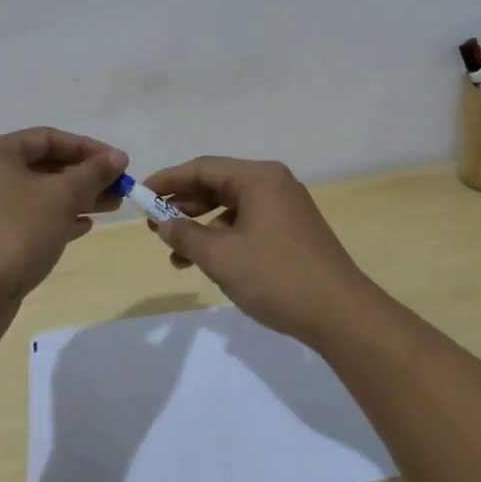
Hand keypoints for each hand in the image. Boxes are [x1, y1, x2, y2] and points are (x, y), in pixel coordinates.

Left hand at [0, 127, 126, 306]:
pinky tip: (83, 226)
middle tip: (118, 188)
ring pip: (39, 193)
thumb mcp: (62, 196)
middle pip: (44, 166)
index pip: (48, 138)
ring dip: (76, 197)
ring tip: (111, 206)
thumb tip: (118, 157)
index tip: (118, 163)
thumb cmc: (17, 232)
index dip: (87, 148)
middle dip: (85, 176)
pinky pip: (29, 217)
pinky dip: (57, 217)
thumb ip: (93, 172)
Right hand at [142, 157, 371, 343]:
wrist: (340, 313)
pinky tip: (206, 262)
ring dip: (201, 227)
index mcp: (259, 177)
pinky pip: (247, 224)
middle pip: (218, 184)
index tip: (140, 195)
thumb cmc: (276, 276)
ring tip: (175, 253)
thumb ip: (186, 236)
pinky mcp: (291, 231)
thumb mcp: (221, 257)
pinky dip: (223, 238)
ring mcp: (285, 208)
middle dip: (183, 204)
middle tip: (153, 225)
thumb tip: (163, 224)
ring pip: (231, 207)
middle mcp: (274, 184)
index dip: (168, 180)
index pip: (203, 168)